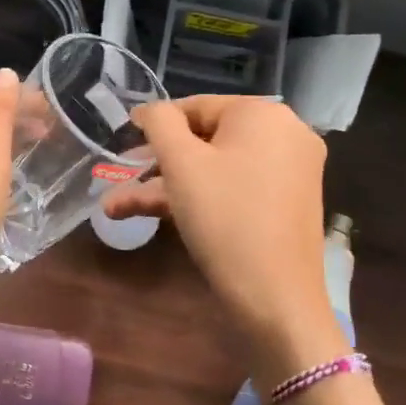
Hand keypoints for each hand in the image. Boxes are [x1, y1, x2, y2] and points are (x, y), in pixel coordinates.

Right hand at [105, 96, 332, 343]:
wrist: (276, 297)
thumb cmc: (224, 218)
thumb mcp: (181, 164)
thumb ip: (159, 123)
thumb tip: (148, 110)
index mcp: (264, 114)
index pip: (196, 106)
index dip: (155, 125)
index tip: (122, 143)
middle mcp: (285, 135)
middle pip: (205, 140)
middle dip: (156, 164)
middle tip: (118, 178)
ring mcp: (289, 172)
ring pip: (215, 170)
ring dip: (166, 187)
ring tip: (116, 208)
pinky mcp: (285, 205)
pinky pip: (233, 189)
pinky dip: (197, 199)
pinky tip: (155, 216)